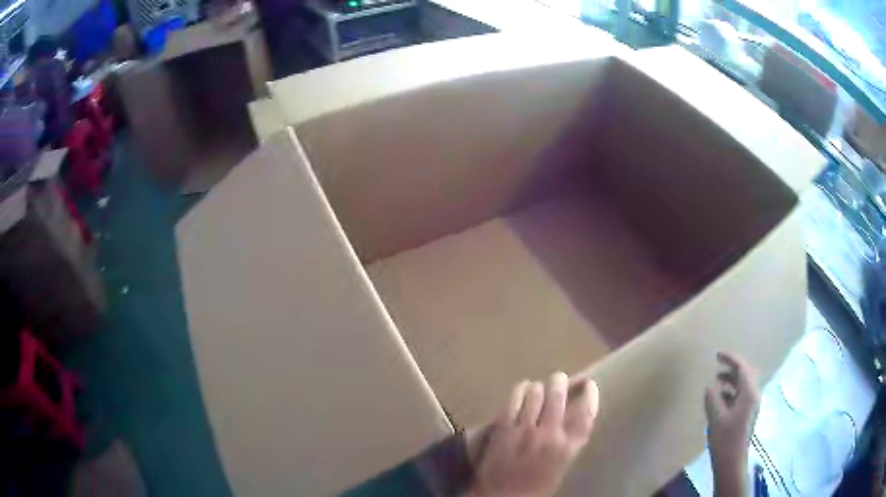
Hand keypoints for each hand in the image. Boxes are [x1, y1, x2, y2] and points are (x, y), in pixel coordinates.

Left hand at [468, 372, 599, 496]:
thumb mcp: (562, 464)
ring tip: (538, 388)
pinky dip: (520, 390)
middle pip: (559, 394)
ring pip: (536, 391)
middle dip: (560, 382)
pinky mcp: (503, 427)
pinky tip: (521, 391)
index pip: (586, 412)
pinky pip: (514, 398)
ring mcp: (525, 429)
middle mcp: (550, 434)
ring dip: (539, 387)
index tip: (589, 384)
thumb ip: (569, 439)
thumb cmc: (536, 485)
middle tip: (559, 381)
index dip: (589, 394)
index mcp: (568, 447)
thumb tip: (572, 413)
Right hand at [705, 352, 759, 496]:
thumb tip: (710, 386)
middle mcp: (754, 395)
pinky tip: (720, 398)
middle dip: (732, 368)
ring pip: (743, 384)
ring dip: (731, 380)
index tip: (717, 355)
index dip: (730, 359)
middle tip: (718, 365)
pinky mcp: (747, 413)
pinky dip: (731, 391)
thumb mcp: (716, 418)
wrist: (732, 462)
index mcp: (749, 394)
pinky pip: (741, 394)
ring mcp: (752, 405)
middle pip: (745, 374)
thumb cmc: (725, 439)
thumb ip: (713, 399)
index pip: (742, 368)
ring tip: (716, 381)